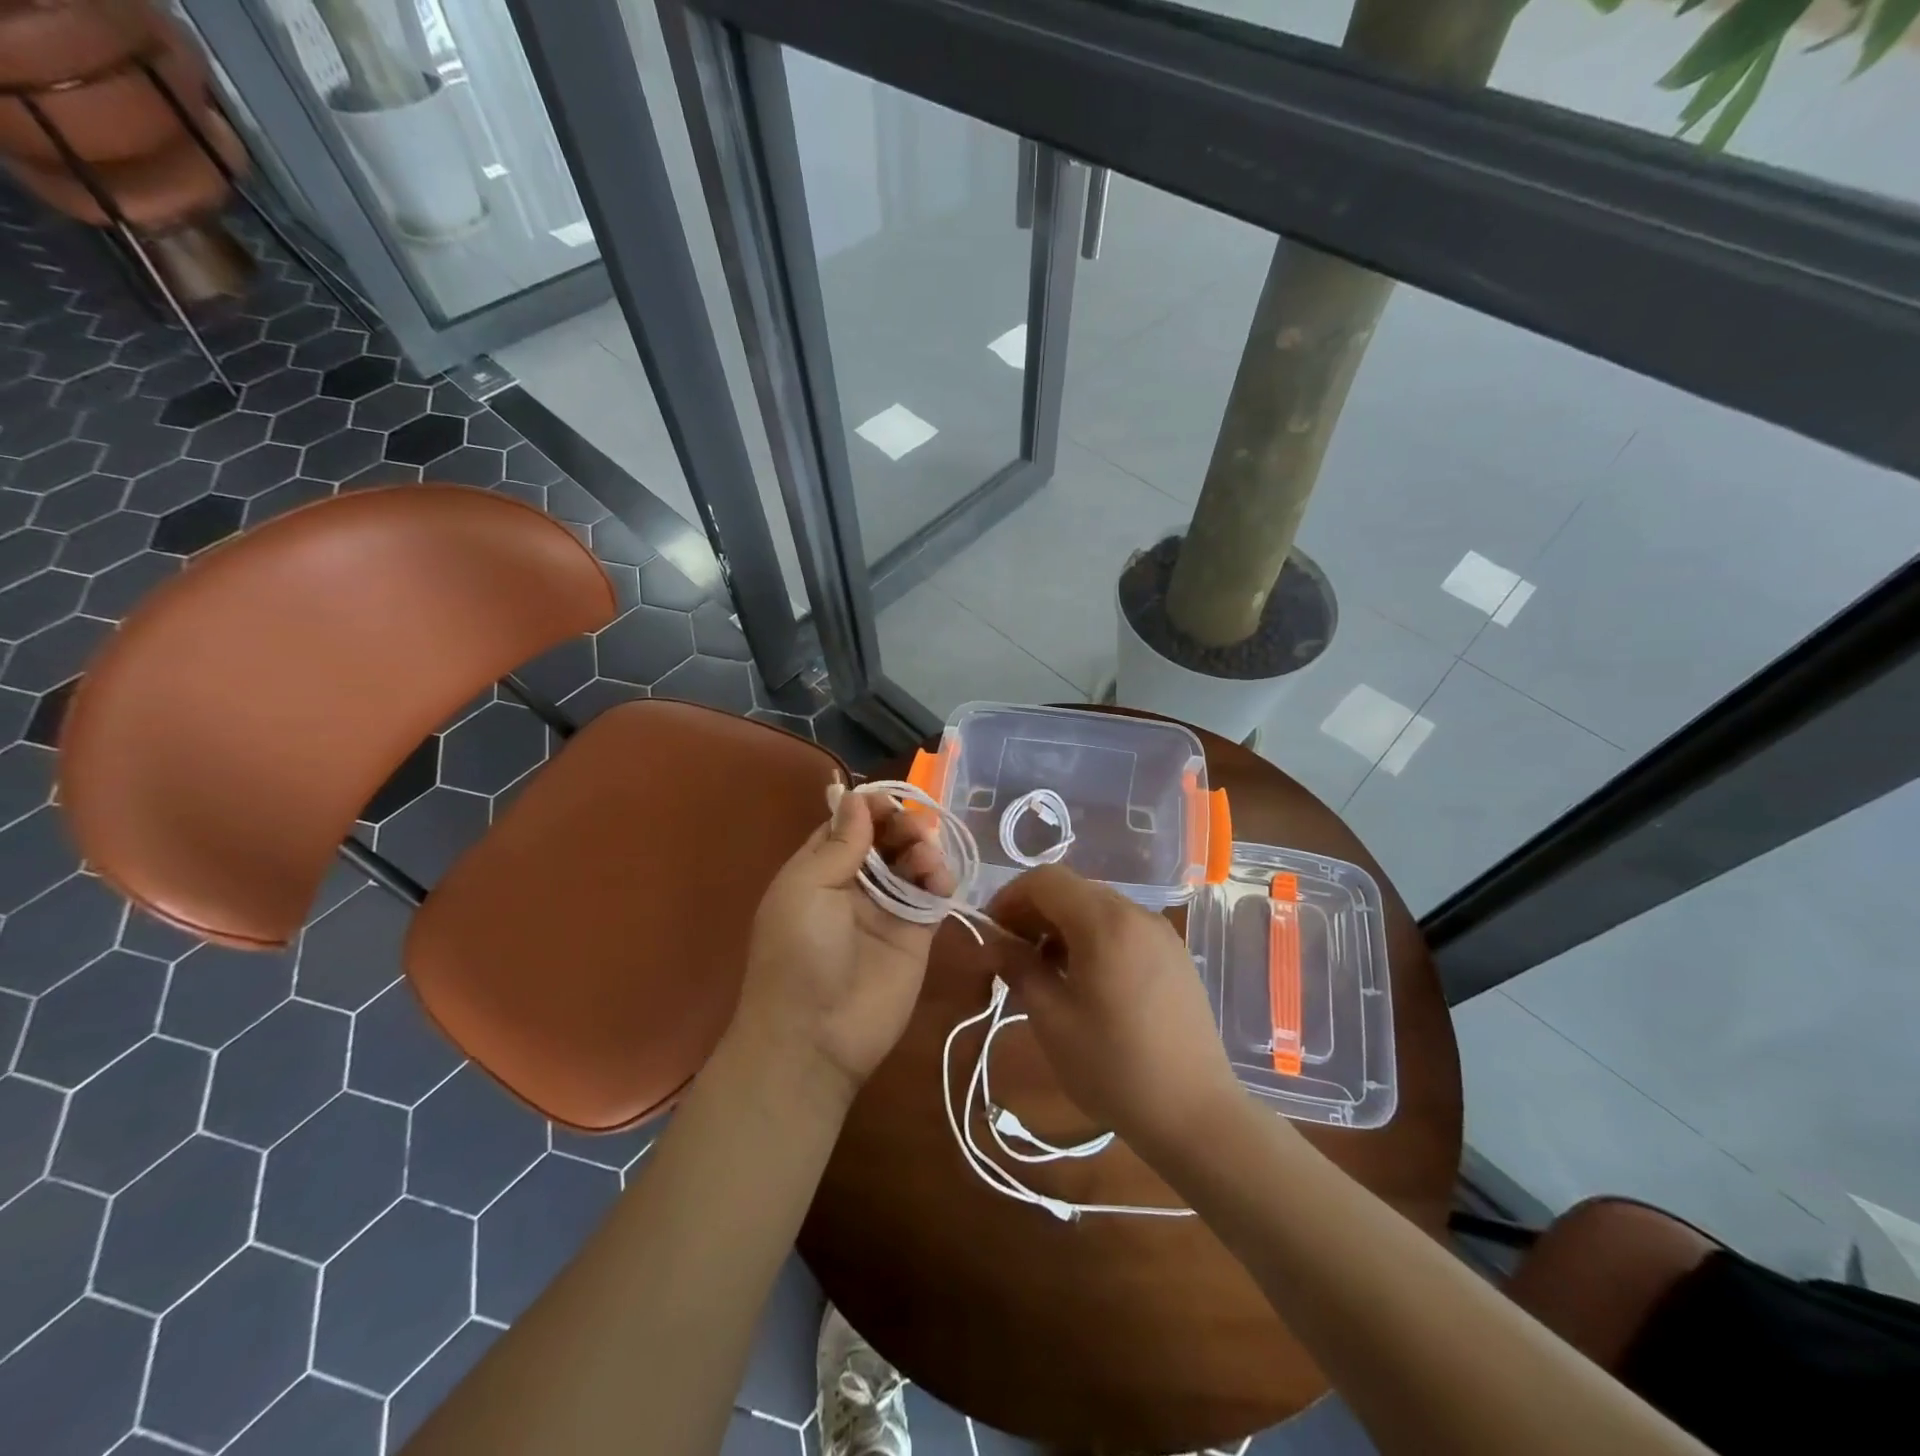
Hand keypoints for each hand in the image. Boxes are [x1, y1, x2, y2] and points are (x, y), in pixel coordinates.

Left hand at [731, 783, 954, 1108]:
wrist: (816, 1036)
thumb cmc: (798, 953)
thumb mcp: (806, 888)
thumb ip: (839, 843)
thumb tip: (855, 796)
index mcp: (819, 869)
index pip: (849, 825)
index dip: (870, 808)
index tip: (890, 801)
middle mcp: (855, 884)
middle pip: (886, 838)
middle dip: (902, 824)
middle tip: (912, 830)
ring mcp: (888, 909)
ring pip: (913, 861)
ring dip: (923, 848)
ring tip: (924, 858)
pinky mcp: (917, 933)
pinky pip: (933, 894)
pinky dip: (941, 878)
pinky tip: (938, 879)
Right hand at [987, 865, 1245, 1158]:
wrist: (1196, 1114)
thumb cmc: (1114, 1067)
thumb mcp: (1052, 1020)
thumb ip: (1019, 968)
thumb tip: (994, 942)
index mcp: (1105, 922)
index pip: (1045, 880)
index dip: (1010, 897)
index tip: (991, 932)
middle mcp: (1136, 913)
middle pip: (1073, 889)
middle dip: (1034, 911)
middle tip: (1011, 953)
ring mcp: (1160, 932)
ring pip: (1098, 907)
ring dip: (1063, 925)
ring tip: (1044, 970)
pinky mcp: (1174, 954)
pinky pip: (1123, 927)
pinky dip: (1093, 937)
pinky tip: (1084, 979)